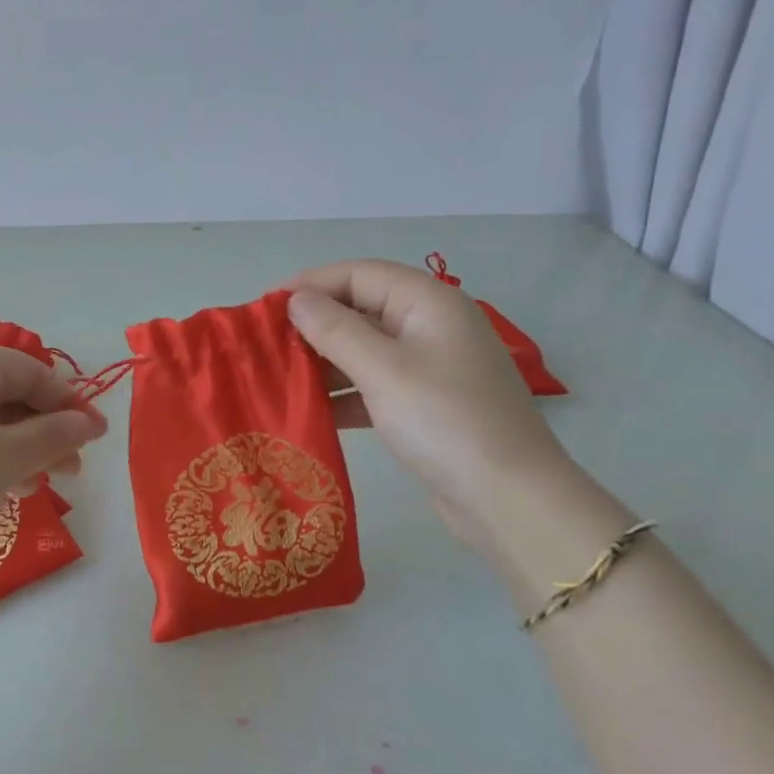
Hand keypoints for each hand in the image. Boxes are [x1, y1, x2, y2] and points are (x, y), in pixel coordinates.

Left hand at [0, 347, 109, 565]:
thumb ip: (52, 436)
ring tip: (42, 485)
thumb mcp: (6, 457)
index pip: (30, 369)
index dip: (69, 400)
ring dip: (23, 451)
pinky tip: (3, 492)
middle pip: (9, 397)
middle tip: (73, 468)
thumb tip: (87, 423)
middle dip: (47, 430)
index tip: (97, 436)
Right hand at [285, 260, 572, 553]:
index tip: (266, 307)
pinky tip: (309, 412)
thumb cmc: (443, 420)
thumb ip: (335, 329)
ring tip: (277, 379)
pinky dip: (343, 396)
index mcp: (428, 303)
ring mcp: (429, 369)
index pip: (360, 274)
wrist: (507, 498)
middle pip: (361, 310)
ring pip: (364, 352)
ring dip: (323, 363)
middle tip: (265, 346)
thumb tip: (296, 298)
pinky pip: (373, 387)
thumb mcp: (382, 369)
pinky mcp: (424, 407)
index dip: (313, 284)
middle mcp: (430, 327)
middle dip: (314, 325)